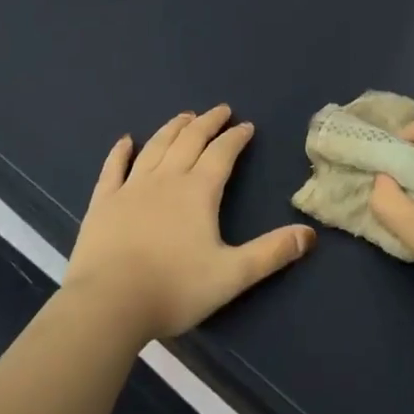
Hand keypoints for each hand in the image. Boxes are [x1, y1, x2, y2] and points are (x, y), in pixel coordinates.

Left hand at [65, 106, 314, 341]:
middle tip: (220, 110)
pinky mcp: (104, 202)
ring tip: (184, 117)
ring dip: (172, 128)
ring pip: (155, 147)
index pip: (222, 154)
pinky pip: (113, 168)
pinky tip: (125, 141)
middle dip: (207, 123)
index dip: (236, 138)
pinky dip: (120, 152)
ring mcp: (131, 187)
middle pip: (190, 141)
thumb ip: (271, 253)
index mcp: (199, 191)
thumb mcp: (232, 275)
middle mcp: (166, 179)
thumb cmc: (174, 289)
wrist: (109, 303)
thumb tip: (310, 234)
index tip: (246, 125)